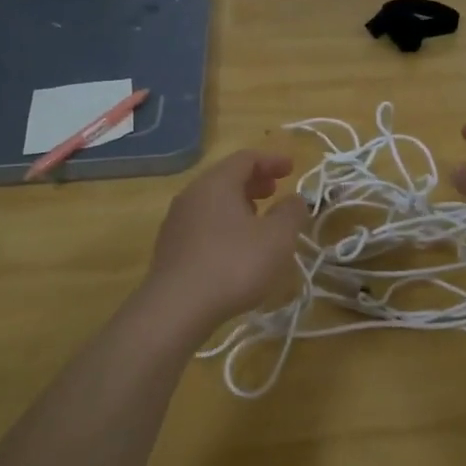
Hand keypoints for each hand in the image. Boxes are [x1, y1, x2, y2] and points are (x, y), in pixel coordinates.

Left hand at [140, 149, 307, 331]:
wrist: (176, 308)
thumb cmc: (234, 264)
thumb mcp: (277, 238)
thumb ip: (291, 213)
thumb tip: (295, 199)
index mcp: (217, 183)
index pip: (246, 158)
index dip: (272, 160)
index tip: (292, 168)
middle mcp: (192, 194)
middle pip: (226, 177)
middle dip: (254, 181)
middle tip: (275, 191)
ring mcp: (176, 221)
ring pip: (212, 201)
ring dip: (238, 203)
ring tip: (258, 219)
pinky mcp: (170, 247)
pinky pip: (202, 223)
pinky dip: (224, 223)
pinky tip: (235, 247)